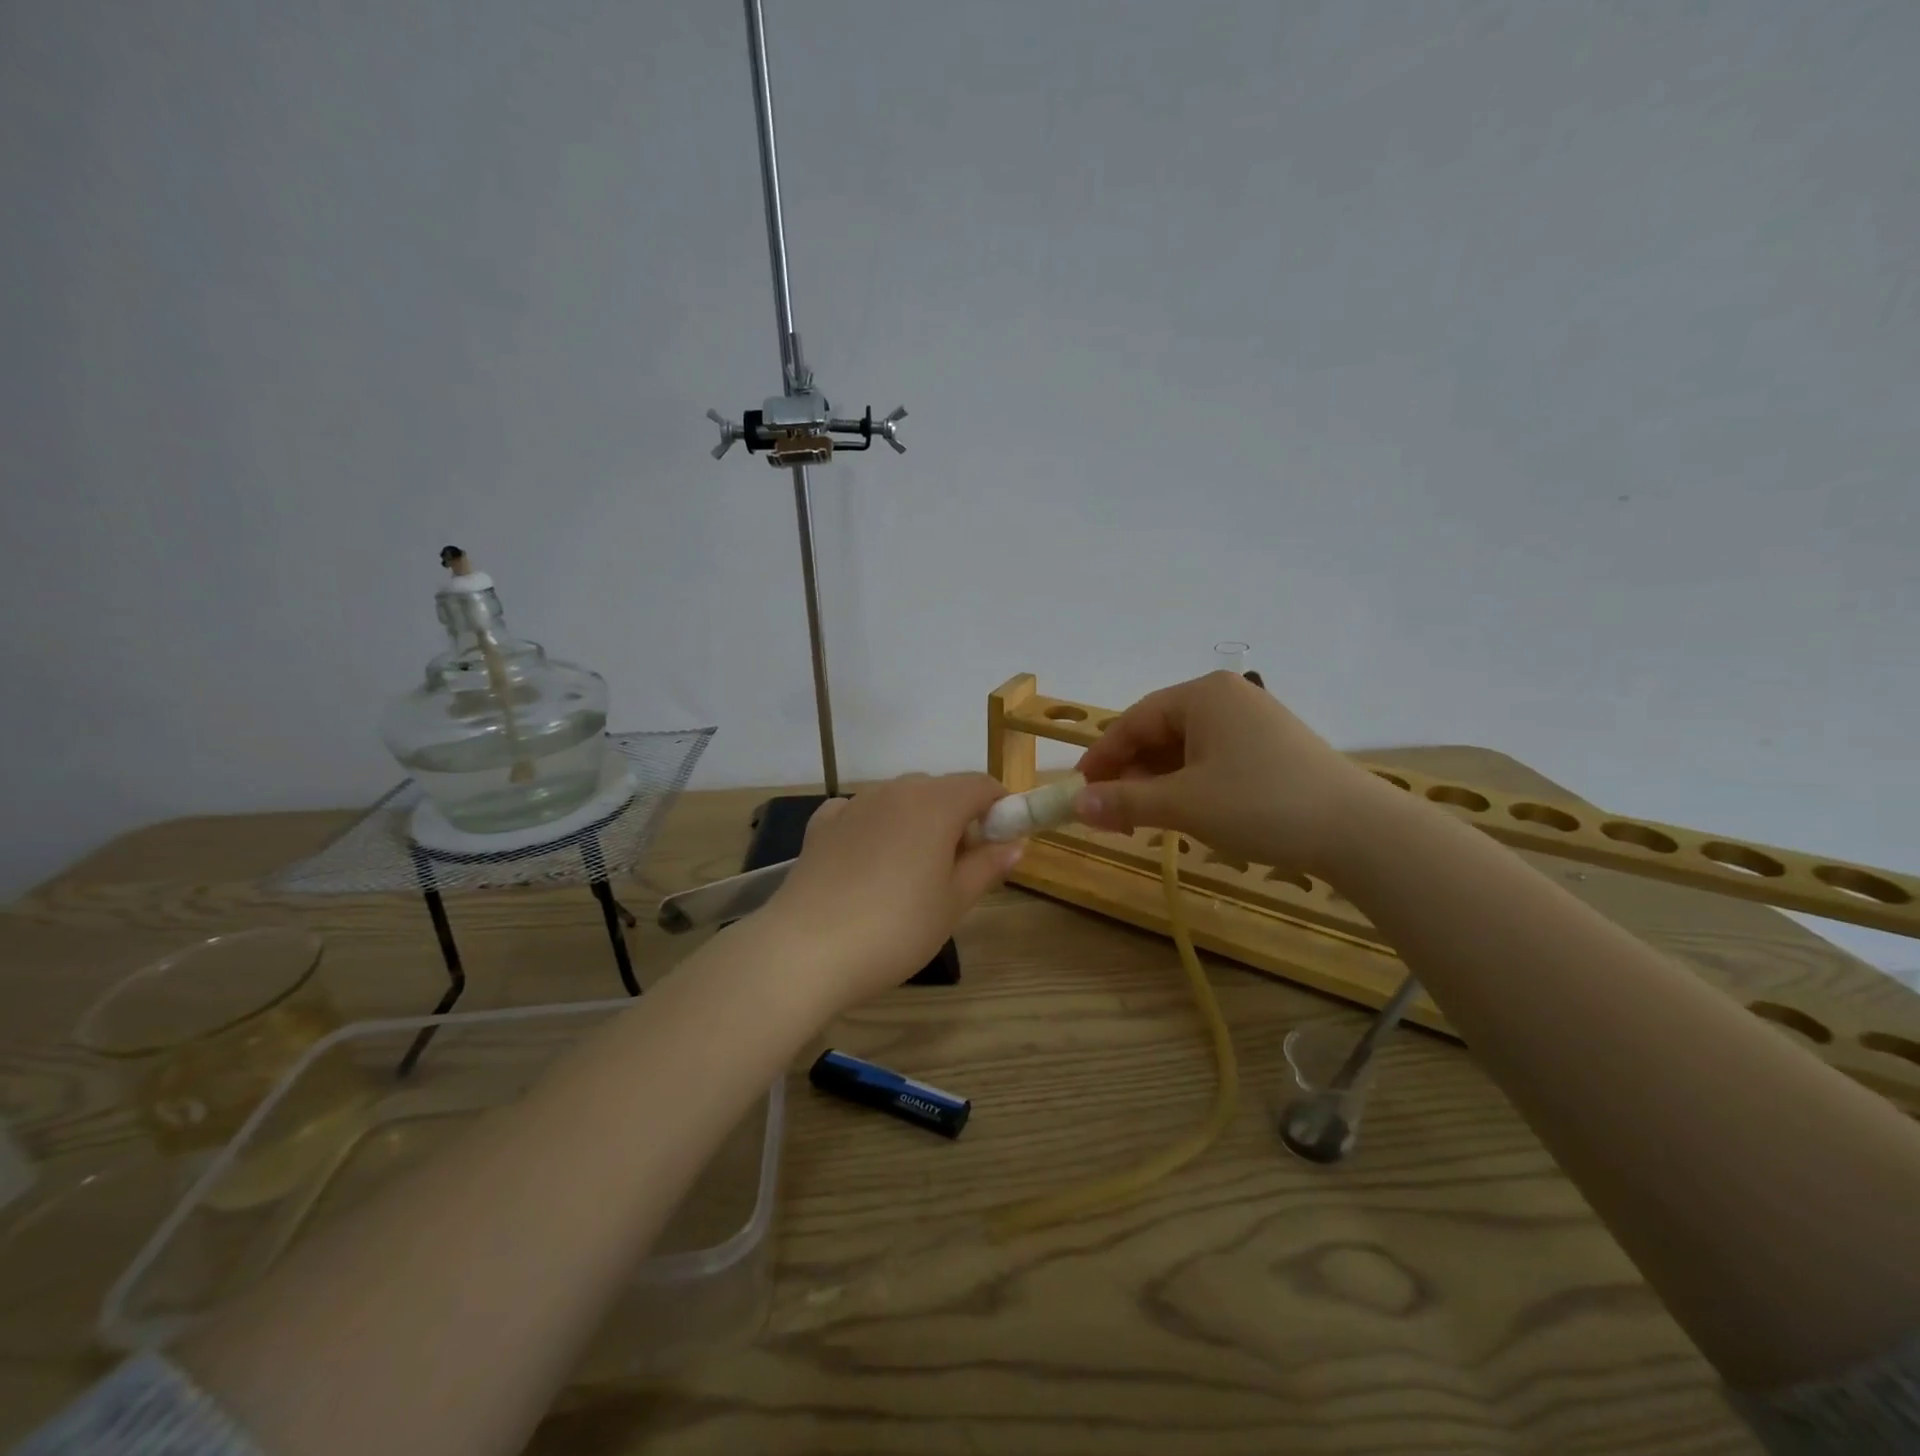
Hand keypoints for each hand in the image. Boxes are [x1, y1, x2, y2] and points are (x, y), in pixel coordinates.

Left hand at [761, 773, 1023, 1010]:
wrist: (806, 950)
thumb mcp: (953, 903)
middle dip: (959, 817)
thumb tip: (1015, 844)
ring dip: (917, 821)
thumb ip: (987, 866)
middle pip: (940, 789)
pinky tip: (869, 860)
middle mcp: (894, 791)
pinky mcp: (822, 824)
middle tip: (959, 866)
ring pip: (900, 799)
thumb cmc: (895, 929)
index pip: (980, 784)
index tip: (1002, 841)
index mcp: (934, 804)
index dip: (999, 807)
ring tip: (912, 871)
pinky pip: (861, 812)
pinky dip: (876, 826)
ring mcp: (854, 804)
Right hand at [1073, 671, 1385, 877]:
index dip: (1101, 758)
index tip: (1079, 792)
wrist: (1358, 831)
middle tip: (1111, 814)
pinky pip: (1212, 759)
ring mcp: (1253, 722)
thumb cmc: (1260, 804)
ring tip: (1144, 820)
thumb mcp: (1183, 804)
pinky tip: (1184, 813)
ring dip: (1158, 783)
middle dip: (1130, 774)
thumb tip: (1075, 805)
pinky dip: (1189, 784)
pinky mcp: (1272, 748)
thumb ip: (1124, 801)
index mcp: (1202, 695)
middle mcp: (1226, 698)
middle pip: (1158, 733)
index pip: (1133, 721)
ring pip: (1185, 749)